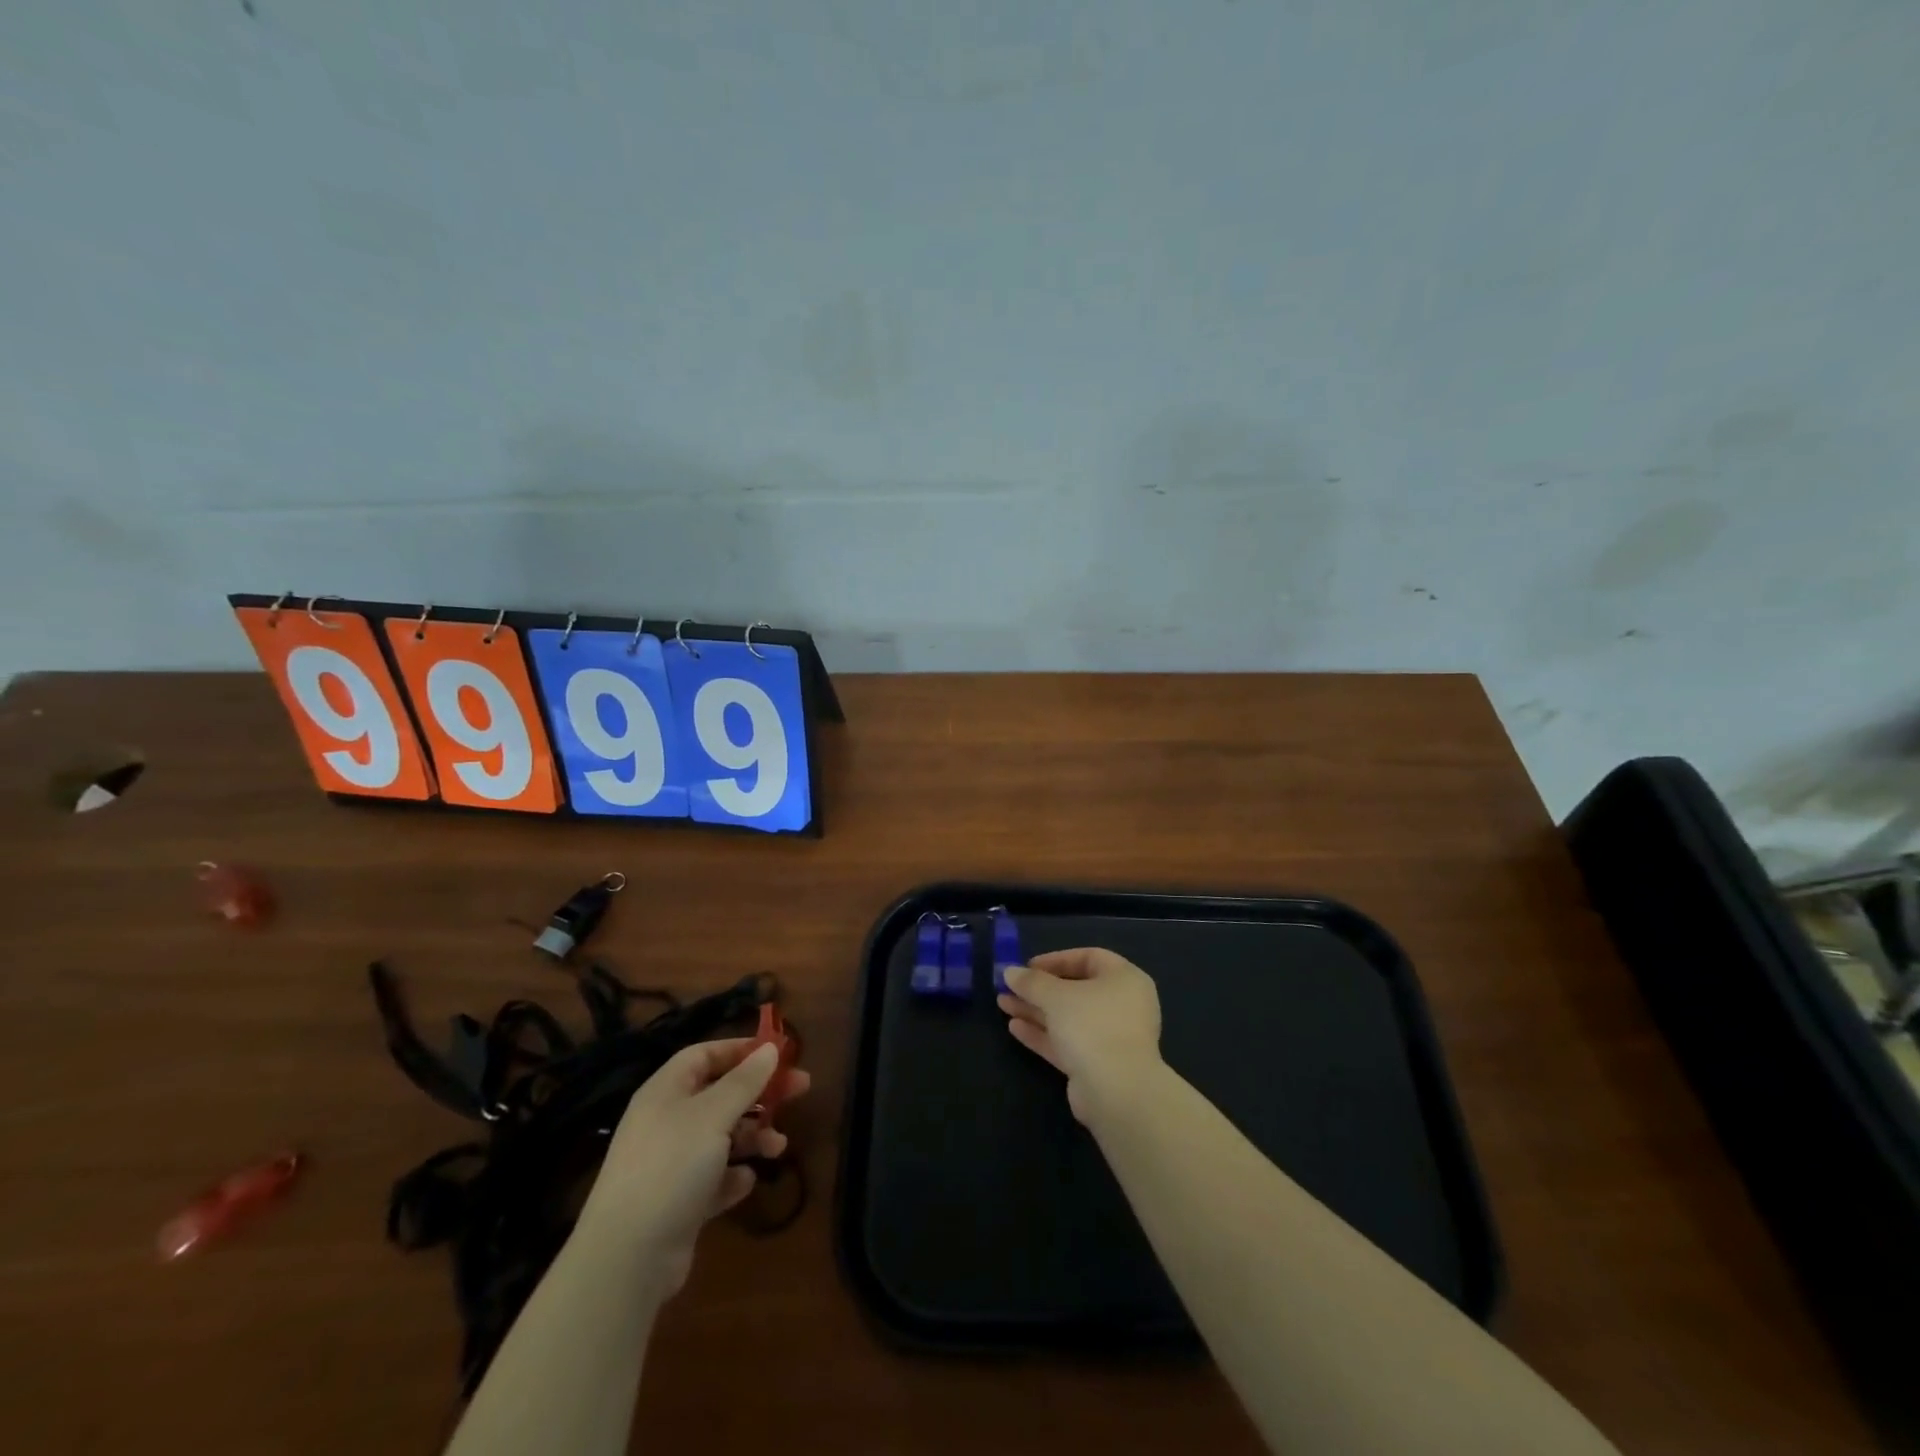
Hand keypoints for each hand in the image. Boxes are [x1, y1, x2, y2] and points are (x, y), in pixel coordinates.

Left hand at [574, 1037, 810, 1295]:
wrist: (627, 1258)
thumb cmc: (671, 1167)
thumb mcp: (713, 1115)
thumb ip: (745, 1081)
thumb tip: (770, 1048)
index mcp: (666, 1092)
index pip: (704, 1055)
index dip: (740, 1050)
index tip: (777, 1053)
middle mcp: (666, 1122)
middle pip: (720, 1094)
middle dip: (760, 1093)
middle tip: (801, 1090)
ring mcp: (670, 1164)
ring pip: (721, 1137)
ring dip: (753, 1137)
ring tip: (779, 1147)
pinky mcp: (677, 1202)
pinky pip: (713, 1178)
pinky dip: (732, 1177)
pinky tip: (745, 1182)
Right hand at [998, 948, 1162, 1123]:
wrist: (1116, 1092)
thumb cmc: (1092, 1026)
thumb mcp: (1056, 996)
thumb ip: (1031, 982)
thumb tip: (1009, 971)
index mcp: (1124, 979)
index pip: (1088, 958)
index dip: (1056, 959)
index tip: (1027, 966)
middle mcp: (1122, 1005)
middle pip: (1075, 990)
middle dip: (1039, 989)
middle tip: (1009, 986)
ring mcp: (1110, 1037)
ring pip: (1068, 1018)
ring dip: (1035, 1010)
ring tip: (1002, 1004)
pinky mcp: (1097, 1065)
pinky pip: (1067, 1042)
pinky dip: (1043, 1034)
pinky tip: (1015, 1027)